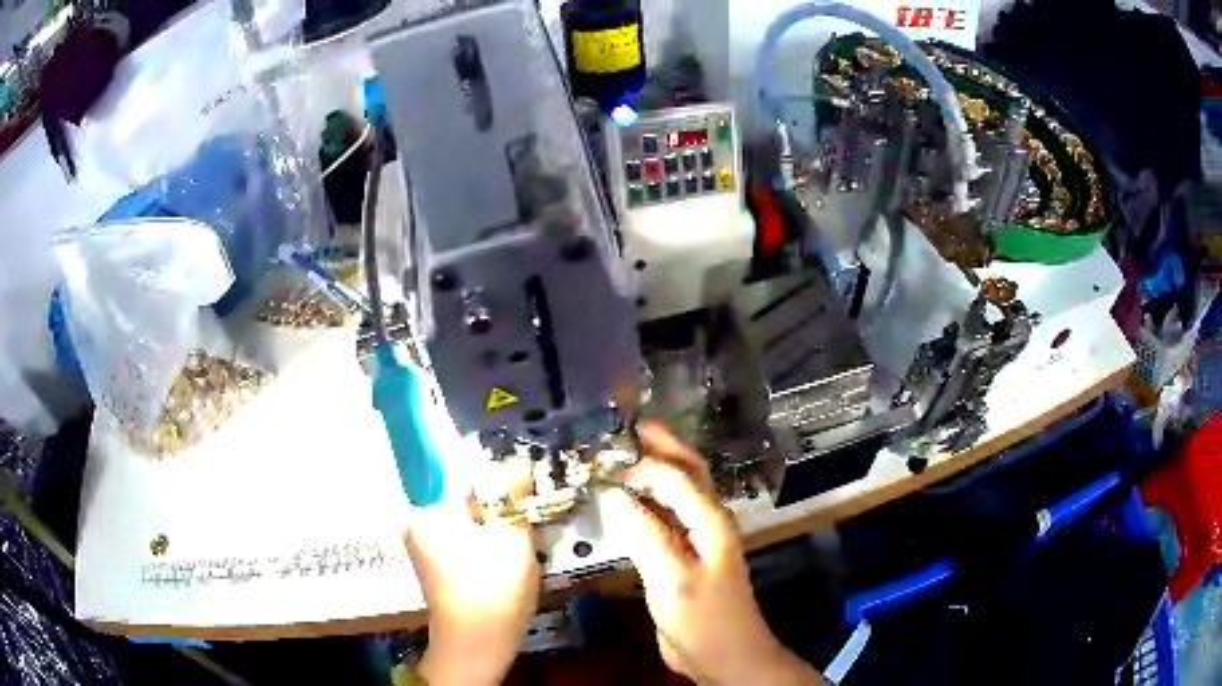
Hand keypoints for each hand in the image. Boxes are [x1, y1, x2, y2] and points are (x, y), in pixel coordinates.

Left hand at [406, 492, 539, 684]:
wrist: (478, 644)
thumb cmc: (493, 590)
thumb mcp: (512, 539)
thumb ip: (514, 497)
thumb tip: (518, 461)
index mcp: (429, 512)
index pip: (466, 478)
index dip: (500, 482)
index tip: (525, 494)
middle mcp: (419, 525)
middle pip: (466, 501)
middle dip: (498, 508)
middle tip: (525, 524)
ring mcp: (426, 548)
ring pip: (469, 523)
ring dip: (495, 527)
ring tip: (517, 546)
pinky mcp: (437, 567)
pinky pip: (465, 542)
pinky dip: (485, 545)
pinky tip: (503, 562)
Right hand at [605, 423, 821, 684]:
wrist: (723, 656)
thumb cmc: (704, 619)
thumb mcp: (672, 578)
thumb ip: (645, 535)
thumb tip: (614, 495)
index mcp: (711, 520)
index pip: (675, 476)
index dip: (642, 461)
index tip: (604, 453)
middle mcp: (707, 522)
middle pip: (686, 473)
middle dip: (660, 447)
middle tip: (626, 428)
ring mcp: (696, 540)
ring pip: (676, 495)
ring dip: (653, 472)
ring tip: (621, 458)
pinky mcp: (682, 558)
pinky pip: (663, 520)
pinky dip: (645, 504)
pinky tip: (625, 504)